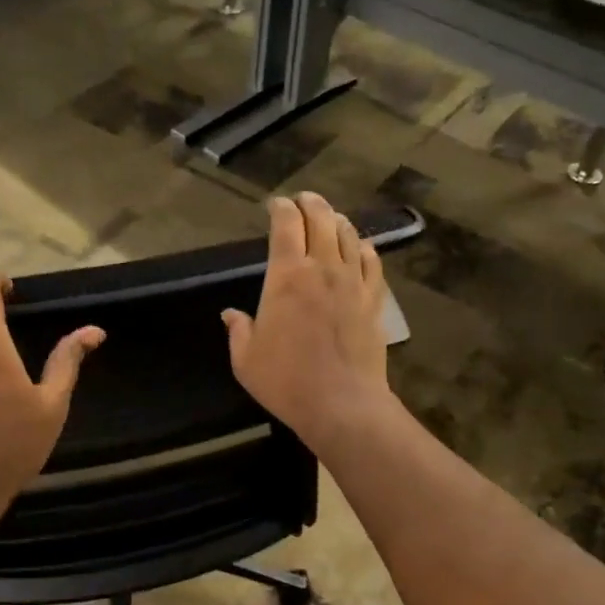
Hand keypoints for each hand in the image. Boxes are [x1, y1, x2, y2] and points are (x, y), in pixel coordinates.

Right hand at [222, 193, 394, 450]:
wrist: (342, 404)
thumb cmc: (286, 381)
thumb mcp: (245, 360)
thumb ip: (238, 330)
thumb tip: (230, 314)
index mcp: (287, 276)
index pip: (286, 225)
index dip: (280, 208)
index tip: (275, 205)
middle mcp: (323, 268)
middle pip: (322, 219)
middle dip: (310, 204)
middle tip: (303, 201)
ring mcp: (354, 282)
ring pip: (349, 235)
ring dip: (337, 221)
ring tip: (331, 218)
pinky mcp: (374, 300)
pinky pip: (373, 263)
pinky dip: (364, 248)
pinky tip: (361, 248)